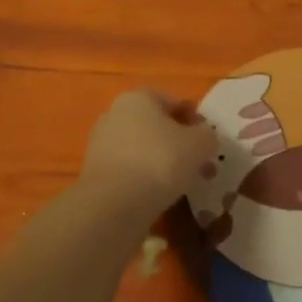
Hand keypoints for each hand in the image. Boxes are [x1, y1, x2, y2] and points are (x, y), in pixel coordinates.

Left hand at [79, 89, 217, 214]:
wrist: (114, 204)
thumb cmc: (160, 161)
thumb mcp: (200, 144)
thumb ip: (207, 135)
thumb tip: (205, 136)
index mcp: (138, 98)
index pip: (171, 100)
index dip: (193, 118)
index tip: (207, 140)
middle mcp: (114, 114)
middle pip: (155, 125)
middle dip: (177, 142)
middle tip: (198, 163)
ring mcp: (100, 144)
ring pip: (142, 148)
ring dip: (161, 161)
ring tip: (182, 183)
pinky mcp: (94, 172)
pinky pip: (128, 170)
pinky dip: (144, 178)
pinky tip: (159, 195)